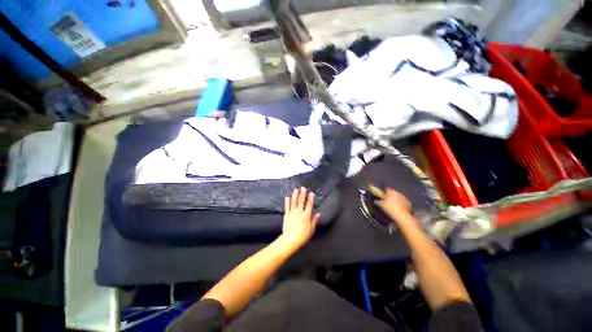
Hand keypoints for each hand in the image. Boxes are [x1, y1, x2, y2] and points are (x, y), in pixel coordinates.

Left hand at [281, 187, 319, 248]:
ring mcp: (292, 213)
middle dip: (302, 194)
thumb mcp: (311, 229)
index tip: (311, 193)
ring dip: (295, 195)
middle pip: (301, 201)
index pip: (309, 205)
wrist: (290, 240)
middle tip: (303, 187)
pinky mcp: (286, 214)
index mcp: (306, 216)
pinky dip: (287, 201)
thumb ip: (314, 221)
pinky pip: (287, 206)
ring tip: (296, 189)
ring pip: (294, 202)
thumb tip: (318, 214)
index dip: (310, 198)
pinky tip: (287, 196)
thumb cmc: (303, 236)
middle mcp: (299, 212)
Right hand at [373, 186, 412, 221]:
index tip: (383, 194)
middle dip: (391, 195)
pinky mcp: (409, 203)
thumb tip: (376, 201)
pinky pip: (404, 202)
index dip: (384, 191)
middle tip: (388, 200)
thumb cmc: (390, 209)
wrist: (402, 216)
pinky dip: (402, 203)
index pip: (387, 189)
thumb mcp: (382, 205)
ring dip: (396, 199)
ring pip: (399, 197)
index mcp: (391, 192)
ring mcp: (404, 198)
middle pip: (393, 192)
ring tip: (394, 205)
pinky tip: (399, 208)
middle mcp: (398, 193)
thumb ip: (378, 202)